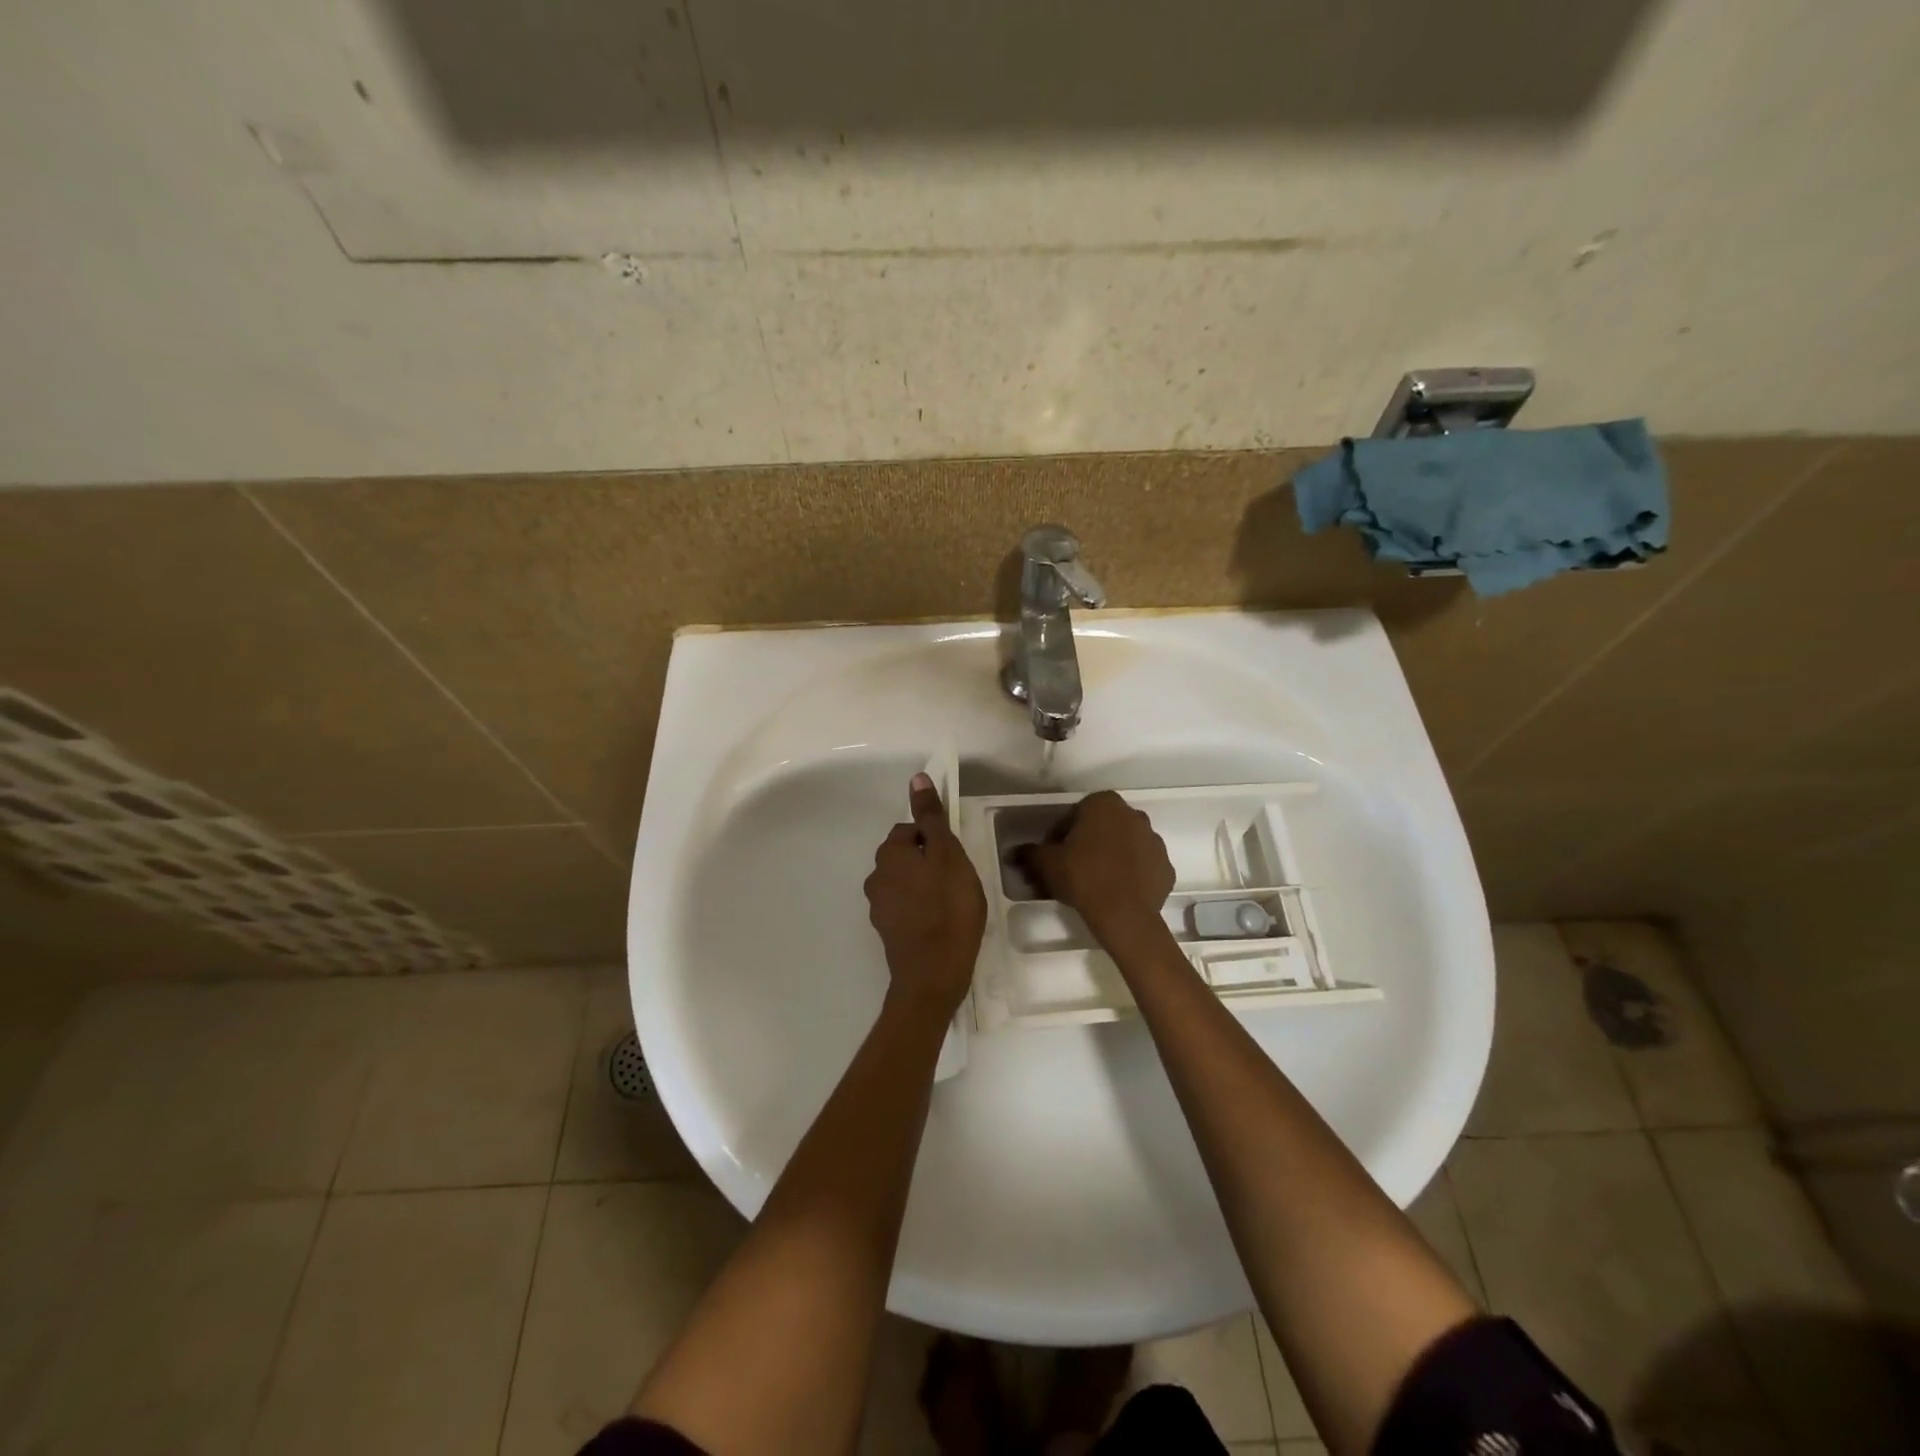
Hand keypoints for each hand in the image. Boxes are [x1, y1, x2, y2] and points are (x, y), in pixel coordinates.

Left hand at [864, 773, 986, 1016]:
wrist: (933, 974)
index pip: (908, 830)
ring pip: (905, 882)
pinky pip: (906, 908)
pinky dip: (921, 909)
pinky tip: (941, 922)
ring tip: (952, 903)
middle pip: (905, 856)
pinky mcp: (888, 933)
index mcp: (889, 854)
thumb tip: (916, 778)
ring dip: (924, 886)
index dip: (934, 839)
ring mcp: (879, 908)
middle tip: (957, 879)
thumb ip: (931, 817)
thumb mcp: (948, 854)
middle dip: (928, 861)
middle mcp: (876, 877)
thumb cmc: (948, 908)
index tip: (955, 857)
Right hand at [1028, 791, 1174, 945]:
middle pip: (1103, 827)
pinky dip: (1130, 875)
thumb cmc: (1082, 877)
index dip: (1060, 835)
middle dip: (1088, 843)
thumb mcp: (1046, 864)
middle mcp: (1133, 815)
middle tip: (1071, 868)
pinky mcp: (1166, 868)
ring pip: (1125, 845)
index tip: (1053, 855)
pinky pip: (1142, 867)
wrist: (1124, 915)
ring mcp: (1155, 841)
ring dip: (1111, 857)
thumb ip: (1030, 853)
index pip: (1075, 814)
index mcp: (1104, 804)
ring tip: (1094, 883)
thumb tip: (1014, 853)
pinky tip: (1115, 892)